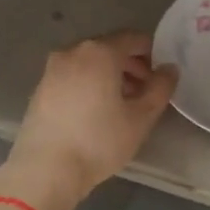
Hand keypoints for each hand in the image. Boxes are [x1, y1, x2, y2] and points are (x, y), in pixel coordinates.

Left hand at [1, 31, 176, 209]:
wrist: (45, 170)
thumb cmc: (99, 141)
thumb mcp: (141, 117)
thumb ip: (160, 88)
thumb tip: (169, 69)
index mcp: (100, 52)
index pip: (133, 38)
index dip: (152, 53)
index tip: (161, 75)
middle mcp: (73, 52)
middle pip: (110, 49)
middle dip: (131, 66)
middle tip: (145, 91)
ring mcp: (52, 69)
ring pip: (89, 63)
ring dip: (110, 76)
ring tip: (123, 104)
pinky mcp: (40, 89)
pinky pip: (73, 76)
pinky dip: (89, 84)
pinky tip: (96, 111)